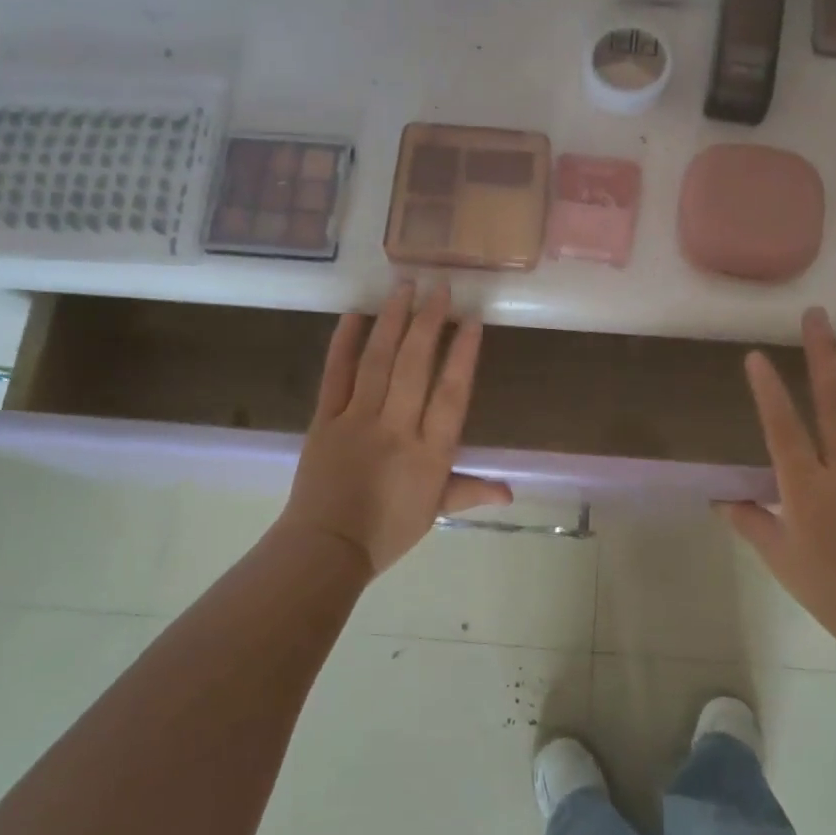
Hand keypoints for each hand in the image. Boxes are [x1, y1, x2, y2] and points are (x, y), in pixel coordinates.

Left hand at [277, 282, 512, 578]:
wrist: (326, 547)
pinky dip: (344, 343)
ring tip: (404, 287)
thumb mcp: (435, 512)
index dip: (462, 355)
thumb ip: (471, 491)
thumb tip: (510, 491)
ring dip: (392, 321)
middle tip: (439, 287)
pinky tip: (354, 315)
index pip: (451, 394)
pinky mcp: (324, 419)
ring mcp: (357, 420)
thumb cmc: (387, 532)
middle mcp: (396, 428)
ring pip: (378, 362)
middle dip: (428, 323)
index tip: (471, 321)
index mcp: (430, 453)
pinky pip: (335, 375)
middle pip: (414, 367)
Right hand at [719, 308, 835, 647]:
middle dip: (822, 356)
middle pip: (834, 404)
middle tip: (816, 316)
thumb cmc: (824, 586)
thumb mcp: (776, 555)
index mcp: (807, 490)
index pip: (784, 431)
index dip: (768, 392)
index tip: (756, 357)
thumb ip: (748, 519)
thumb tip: (721, 495)